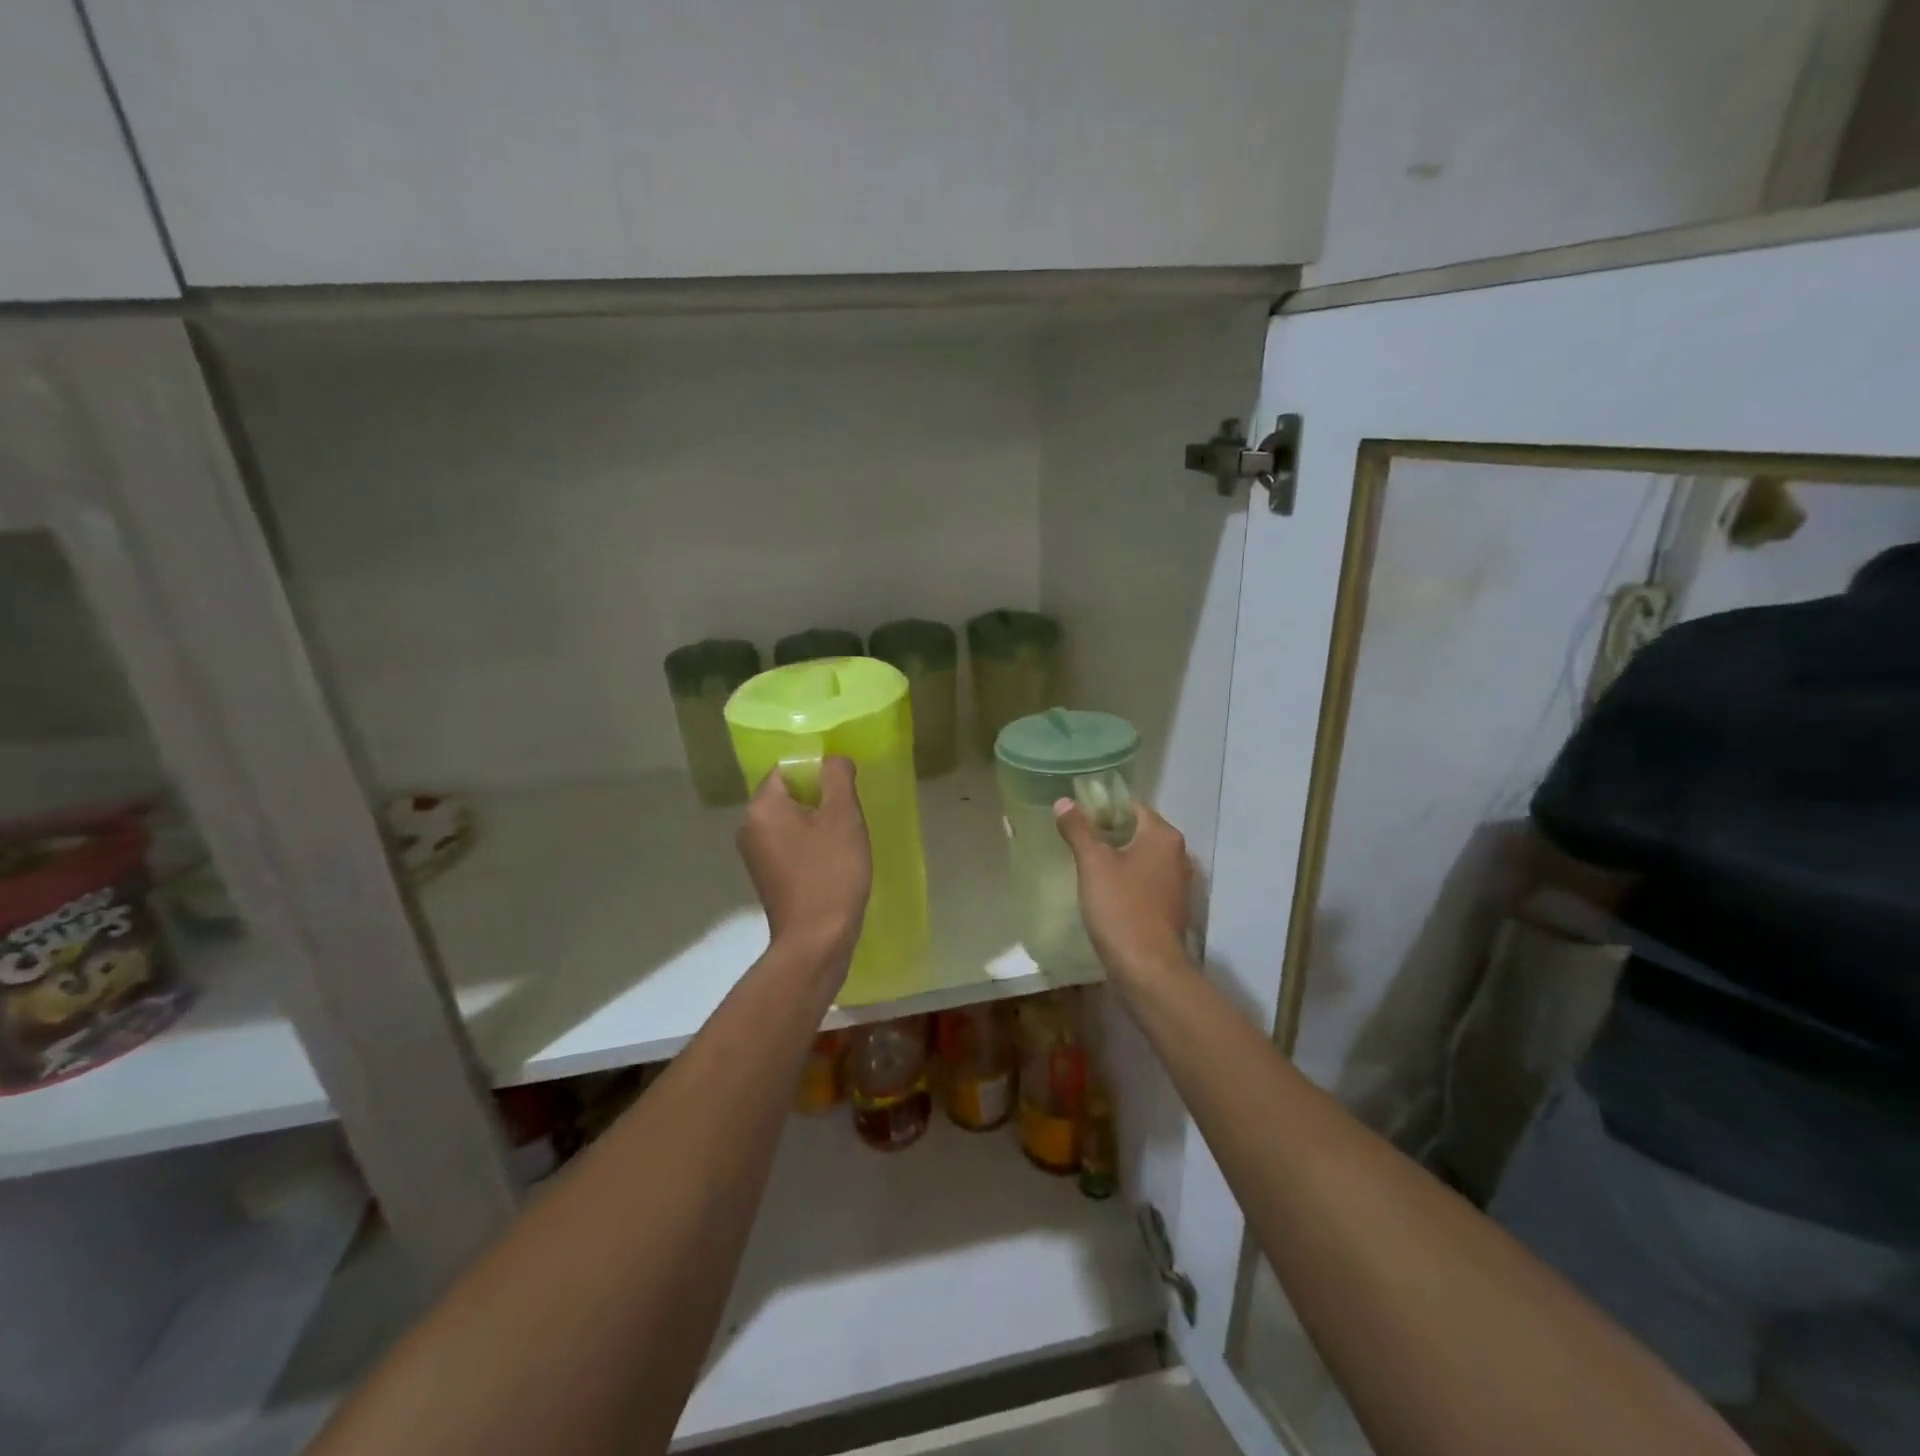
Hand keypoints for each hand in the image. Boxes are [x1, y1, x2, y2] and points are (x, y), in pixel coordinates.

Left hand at [737, 758, 871, 968]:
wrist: (816, 941)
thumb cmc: (830, 873)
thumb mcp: (843, 816)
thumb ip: (837, 777)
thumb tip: (833, 759)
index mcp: (762, 807)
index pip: (787, 769)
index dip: (818, 771)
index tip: (845, 787)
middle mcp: (749, 826)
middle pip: (788, 795)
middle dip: (820, 798)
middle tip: (851, 812)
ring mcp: (755, 855)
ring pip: (790, 821)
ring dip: (817, 823)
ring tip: (846, 837)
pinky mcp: (767, 877)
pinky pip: (790, 846)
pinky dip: (810, 845)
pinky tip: (834, 860)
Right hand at [1054, 798, 1193, 990]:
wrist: (1148, 969)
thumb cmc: (1121, 908)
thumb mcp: (1093, 863)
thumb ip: (1078, 829)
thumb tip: (1064, 801)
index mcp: (1163, 836)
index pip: (1131, 806)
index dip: (1103, 808)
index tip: (1077, 818)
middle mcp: (1177, 854)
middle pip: (1137, 831)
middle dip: (1108, 834)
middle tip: (1076, 842)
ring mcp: (1177, 883)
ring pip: (1141, 858)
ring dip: (1117, 859)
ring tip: (1086, 866)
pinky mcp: (1171, 907)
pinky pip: (1145, 882)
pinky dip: (1126, 881)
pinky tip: (1104, 892)